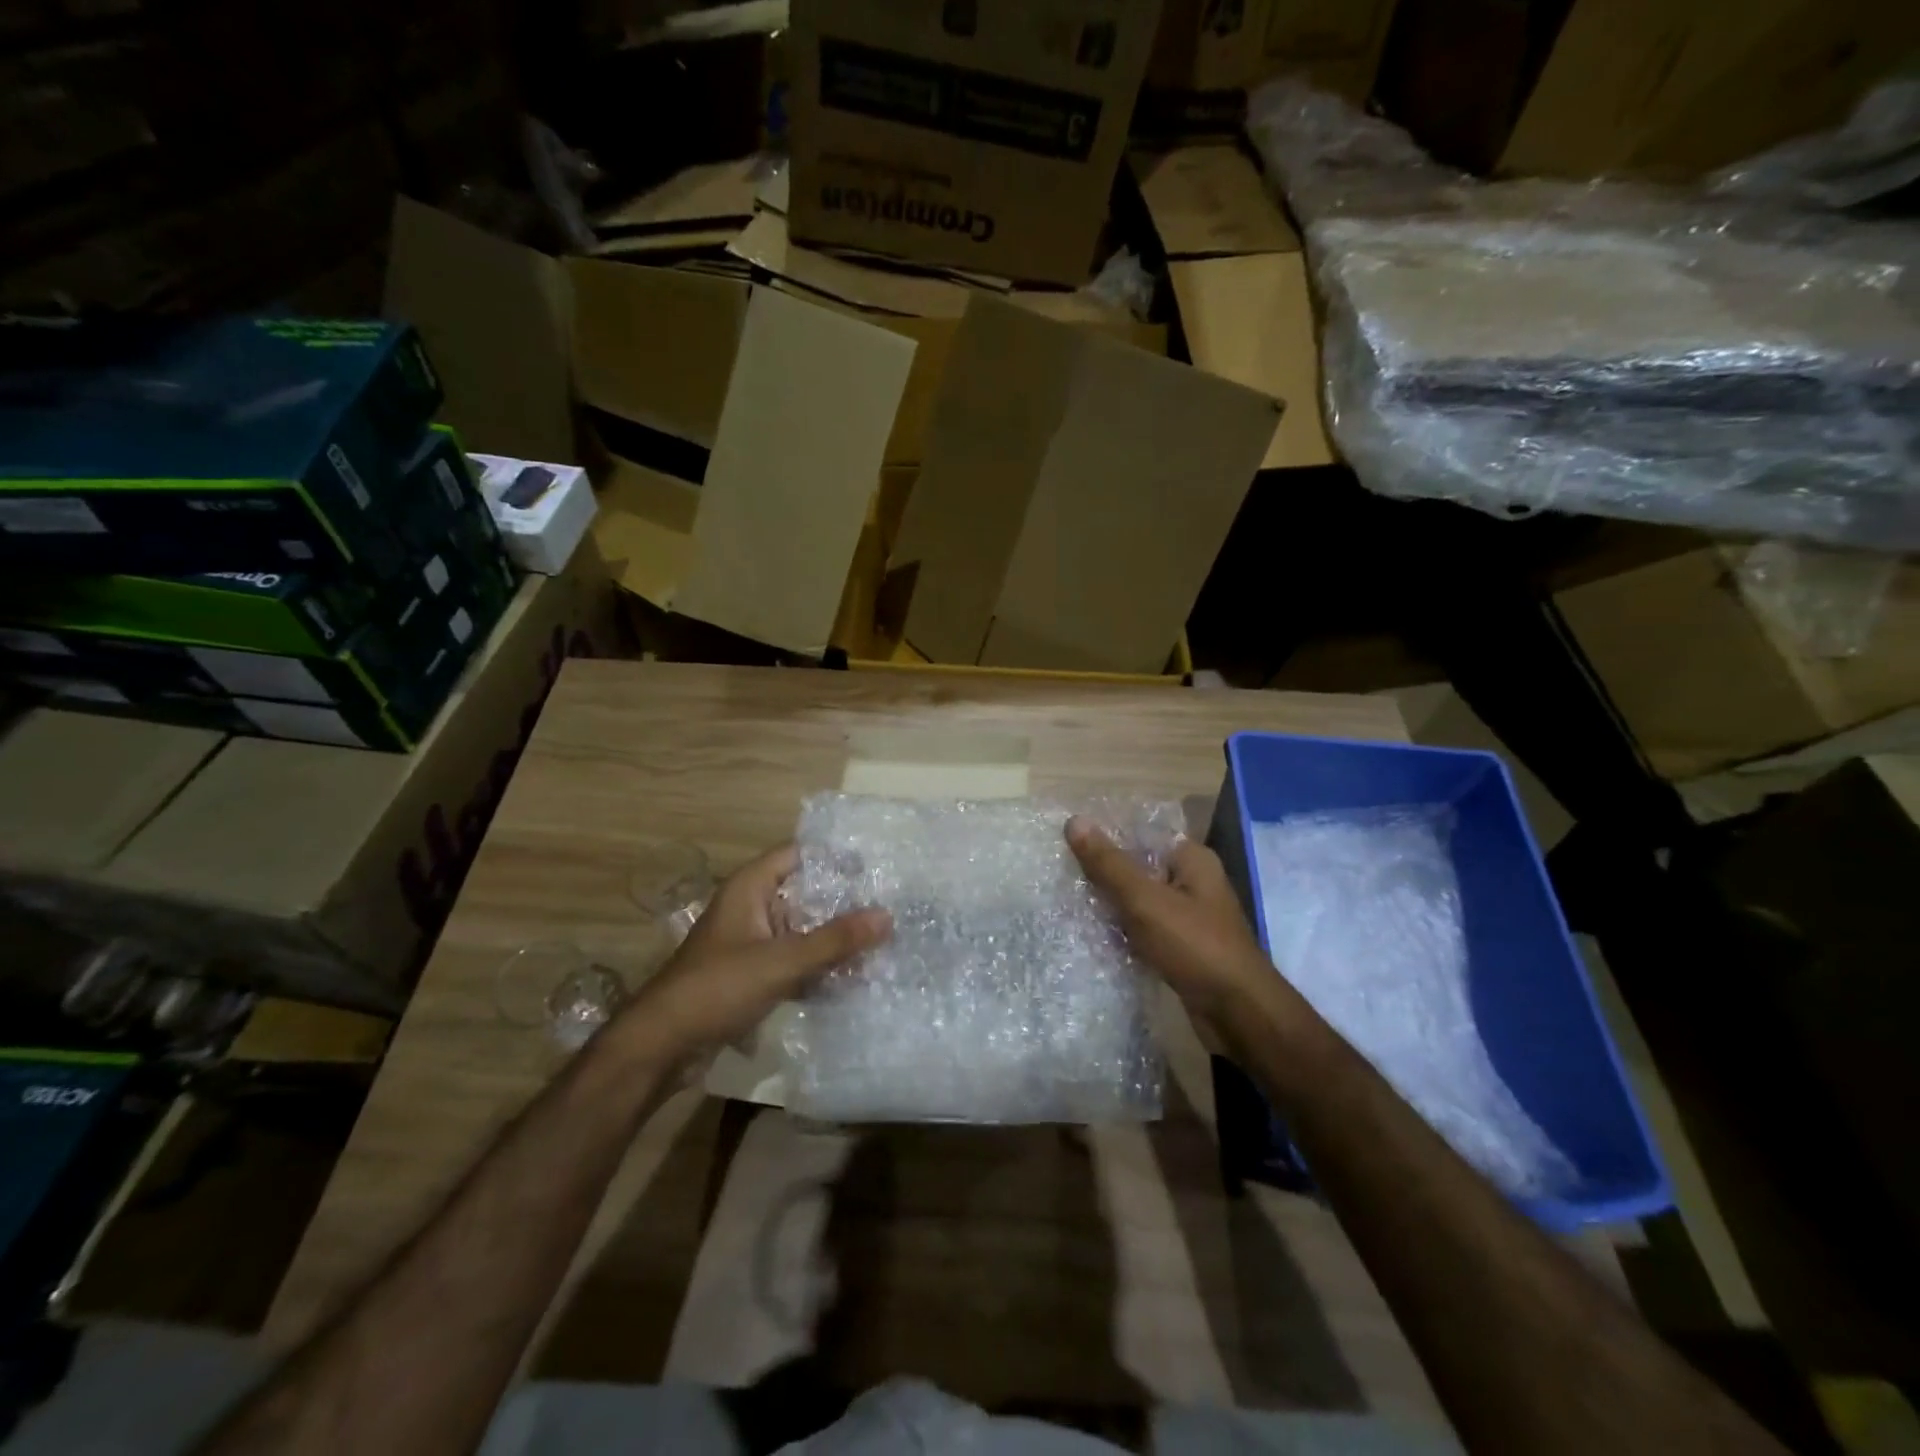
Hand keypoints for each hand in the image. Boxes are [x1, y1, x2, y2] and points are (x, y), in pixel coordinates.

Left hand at [619, 844, 890, 1061]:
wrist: (662, 1047)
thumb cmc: (718, 988)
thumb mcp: (781, 961)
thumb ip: (835, 940)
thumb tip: (887, 916)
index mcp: (751, 888)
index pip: (799, 855)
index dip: (836, 857)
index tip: (877, 865)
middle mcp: (752, 907)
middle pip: (806, 893)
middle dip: (844, 901)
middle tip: (891, 905)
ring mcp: (752, 943)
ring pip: (803, 929)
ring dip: (834, 938)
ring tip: (882, 941)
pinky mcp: (753, 975)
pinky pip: (795, 960)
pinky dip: (819, 966)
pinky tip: (854, 977)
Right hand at [1066, 817, 1288, 1026]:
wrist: (1238, 1014)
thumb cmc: (1194, 946)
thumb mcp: (1145, 900)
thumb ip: (1109, 864)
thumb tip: (1074, 820)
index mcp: (1191, 859)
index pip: (1140, 833)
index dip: (1104, 837)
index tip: (1065, 844)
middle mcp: (1193, 881)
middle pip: (1138, 867)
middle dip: (1103, 874)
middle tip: (1061, 876)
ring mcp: (1189, 916)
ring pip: (1139, 900)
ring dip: (1110, 905)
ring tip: (1068, 903)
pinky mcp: (1182, 946)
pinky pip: (1144, 929)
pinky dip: (1123, 932)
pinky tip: (1093, 936)